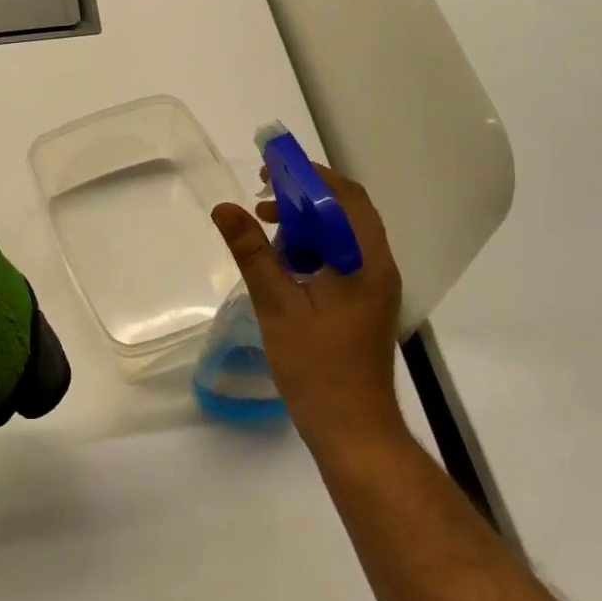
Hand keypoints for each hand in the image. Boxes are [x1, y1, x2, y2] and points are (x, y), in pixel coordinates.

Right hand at [210, 164, 406, 458]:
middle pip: (345, 209)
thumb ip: (252, 251)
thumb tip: (224, 207)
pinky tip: (284, 262)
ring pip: (342, 233)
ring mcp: (373, 284)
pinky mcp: (364, 301)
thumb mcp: (277, 304)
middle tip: (263, 195)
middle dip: (304, 195)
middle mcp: (377, 264)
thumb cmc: (317, 366)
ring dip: (307, 221)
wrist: (353, 430)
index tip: (268, 170)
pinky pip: (340, 256)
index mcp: (364, 258)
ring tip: (267, 228)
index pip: (342, 195)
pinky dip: (313, 246)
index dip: (307, 175)